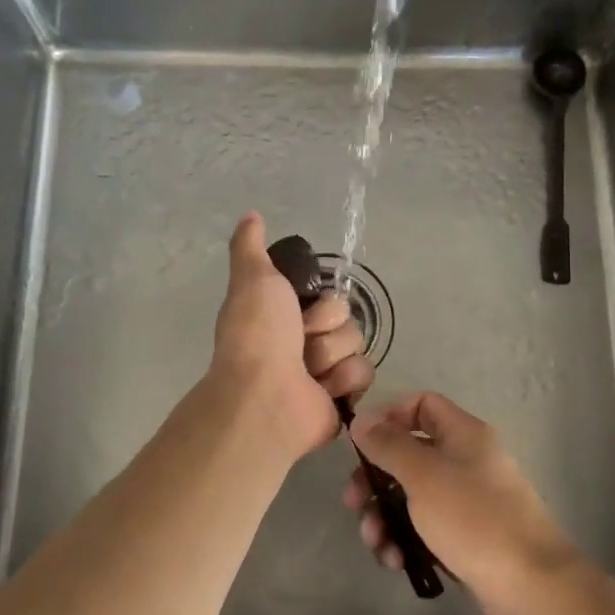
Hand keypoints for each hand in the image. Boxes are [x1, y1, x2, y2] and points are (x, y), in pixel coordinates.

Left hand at [209, 214, 372, 462]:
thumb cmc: (257, 334)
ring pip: (356, 344)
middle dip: (325, 328)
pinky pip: (364, 374)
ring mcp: (323, 372)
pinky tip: (322, 389)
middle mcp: (304, 342)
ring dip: (332, 355)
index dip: (320, 301)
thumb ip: (251, 247)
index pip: (329, 296)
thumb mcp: (252, 278)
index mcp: (286, 316)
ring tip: (308, 370)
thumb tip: (251, 215)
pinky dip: (344, 380)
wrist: (264, 396)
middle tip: (301, 341)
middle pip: (345, 318)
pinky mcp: (341, 399)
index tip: (299, 308)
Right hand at [346, 392, 580, 614]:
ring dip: (385, 517)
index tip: (361, 443)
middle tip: (353, 502)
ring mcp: (466, 502)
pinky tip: (395, 562)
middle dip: (376, 479)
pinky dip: (405, 541)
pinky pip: (424, 529)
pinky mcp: (464, 538)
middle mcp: (465, 461)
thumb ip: (389, 445)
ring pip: (412, 497)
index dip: (389, 417)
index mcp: (463, 435)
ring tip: (376, 544)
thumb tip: (362, 419)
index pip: (422, 405)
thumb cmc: (474, 518)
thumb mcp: (423, 475)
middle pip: (409, 455)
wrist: (530, 585)